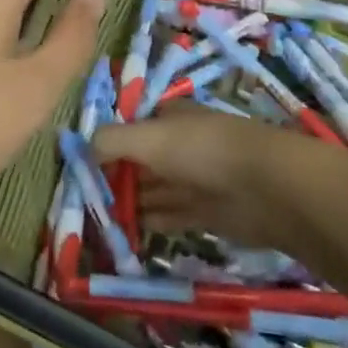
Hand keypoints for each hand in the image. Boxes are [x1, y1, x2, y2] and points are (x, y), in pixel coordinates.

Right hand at [95, 103, 309, 251]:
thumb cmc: (201, 150)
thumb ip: (110, 141)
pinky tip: (128, 231)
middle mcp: (181, 144)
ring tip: (100, 218)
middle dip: (116, 176)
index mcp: (169, 116)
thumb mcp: (147, 137)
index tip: (82, 164)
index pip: (132, 126)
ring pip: (154, 189)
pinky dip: (151, 221)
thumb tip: (82, 149)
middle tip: (86, 198)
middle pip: (141, 160)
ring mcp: (195, 179)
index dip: (108, 142)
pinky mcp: (207, 212)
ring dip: (130, 202)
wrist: (266, 187)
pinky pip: (171, 215)